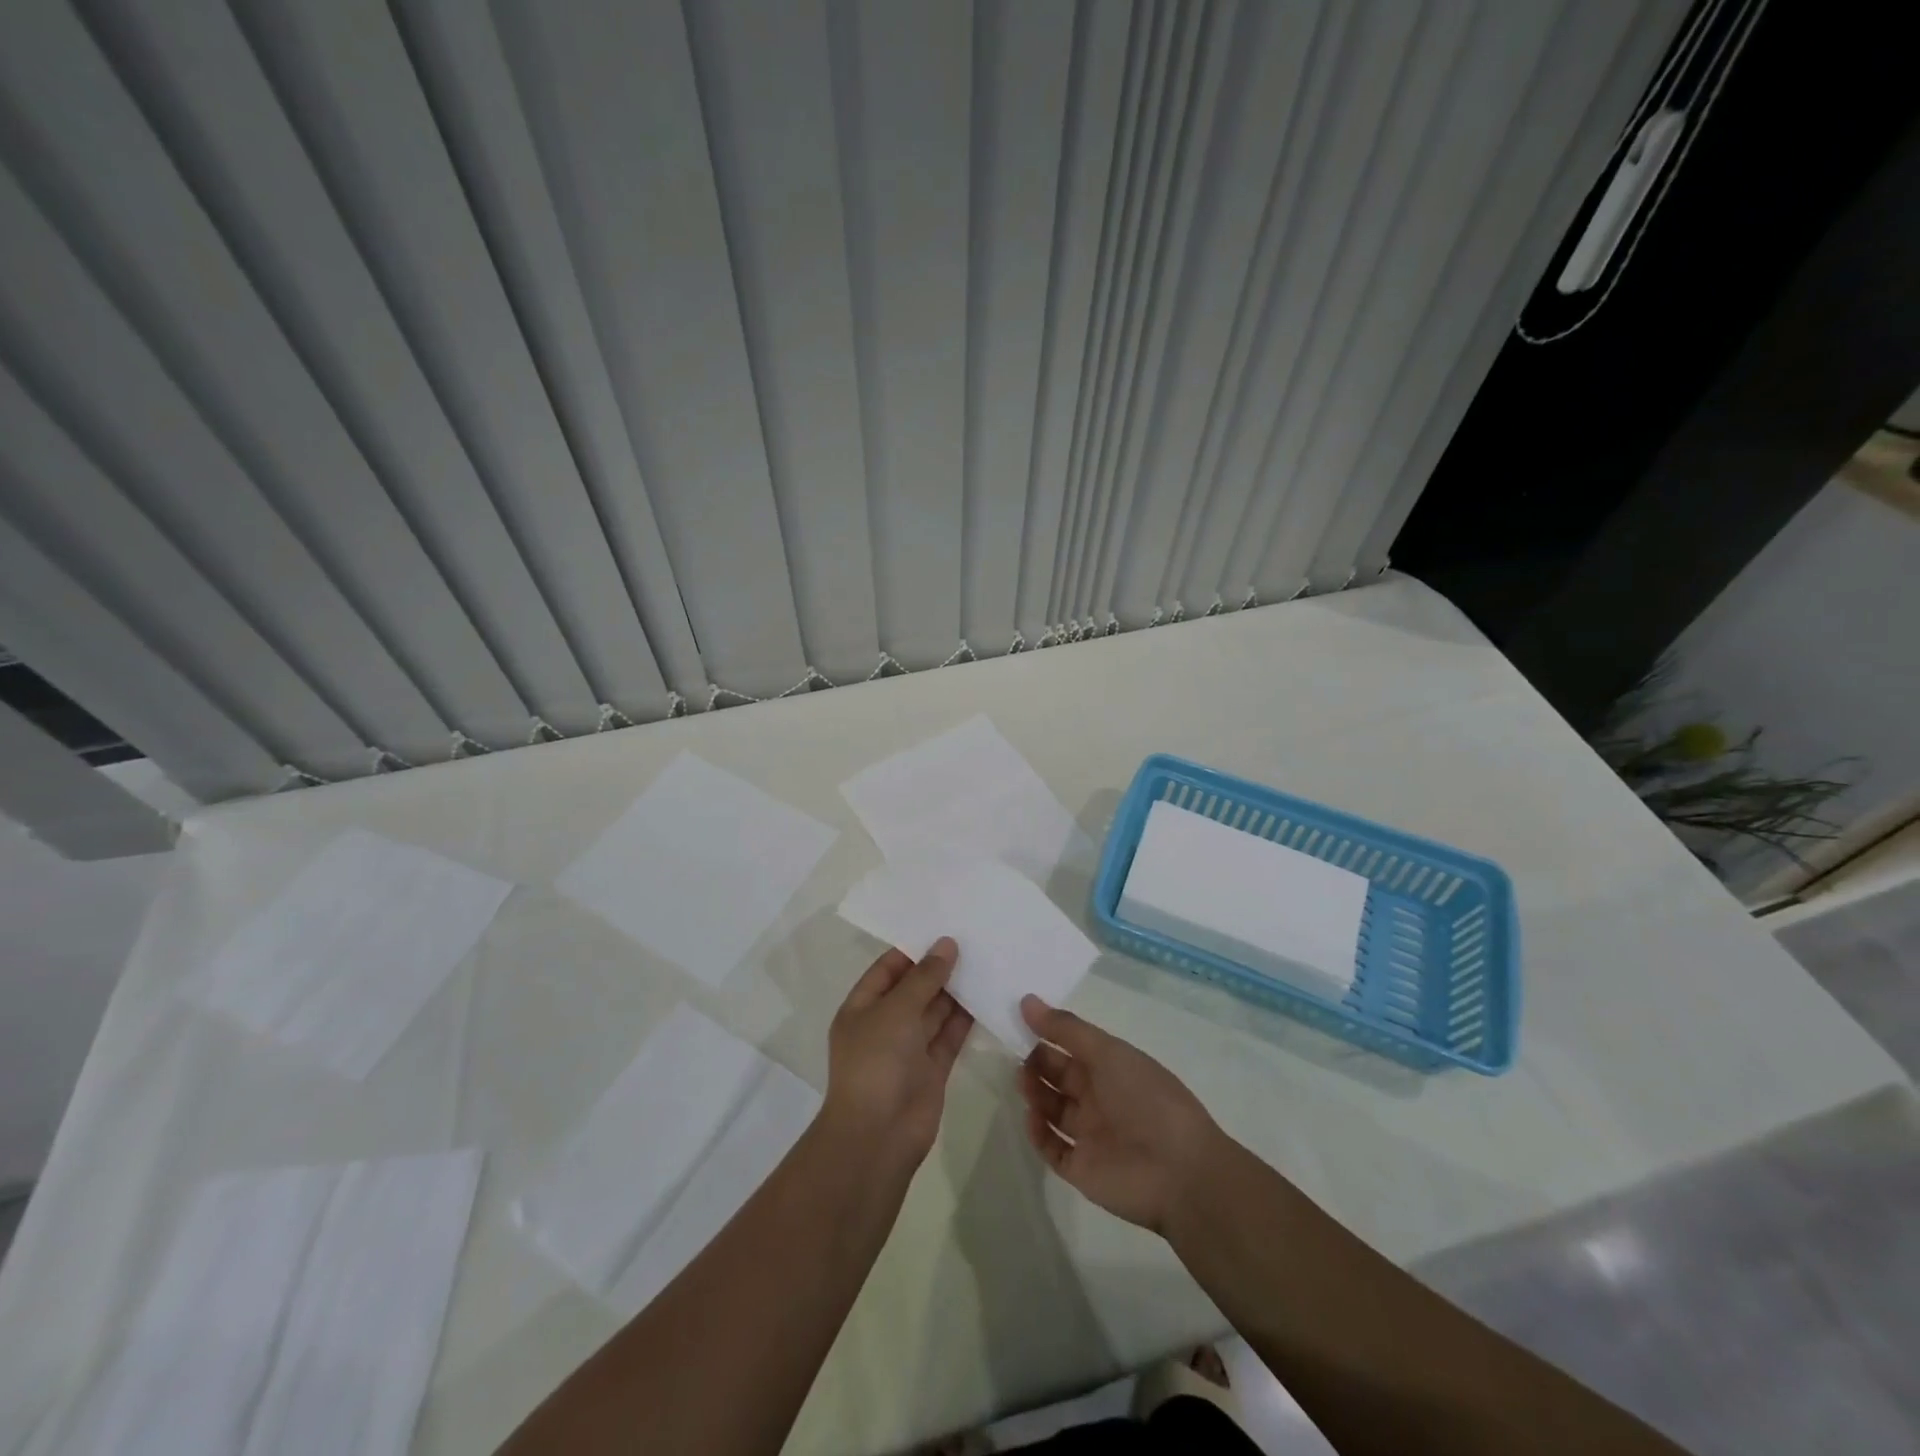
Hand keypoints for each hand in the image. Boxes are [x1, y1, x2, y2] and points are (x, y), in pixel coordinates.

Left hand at [823, 938, 972, 1165]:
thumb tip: (946, 944)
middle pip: (914, 989)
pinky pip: (950, 1036)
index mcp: (862, 1008)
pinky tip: (987, 996)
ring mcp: (909, 1049)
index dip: (913, 949)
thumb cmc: (876, 1062)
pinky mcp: (932, 1069)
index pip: (887, 969)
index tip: (944, 929)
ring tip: (985, 961)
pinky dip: (966, 1019)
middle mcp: (885, 1025)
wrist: (879, 1135)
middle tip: (973, 940)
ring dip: (955, 991)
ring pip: (935, 1011)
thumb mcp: (897, 1010)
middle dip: (939, 968)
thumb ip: (924, 977)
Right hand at [1016, 995, 1228, 1235]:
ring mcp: (1090, 1135)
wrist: (1179, 1172)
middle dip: (1037, 1064)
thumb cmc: (1146, 1099)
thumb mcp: (1108, 1052)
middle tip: (1016, 1056)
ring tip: (1023, 1084)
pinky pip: (1052, 1148)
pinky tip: (1031, 1118)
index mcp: (1112, 1068)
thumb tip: (1027, 1000)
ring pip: (1052, 1110)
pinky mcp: (1081, 1169)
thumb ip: (1066, 1028)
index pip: (1072, 1046)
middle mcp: (1100, 1098)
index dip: (1047, 1034)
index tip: (1018, 1021)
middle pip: (1059, 1077)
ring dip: (1035, 1094)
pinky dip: (1038, 1134)